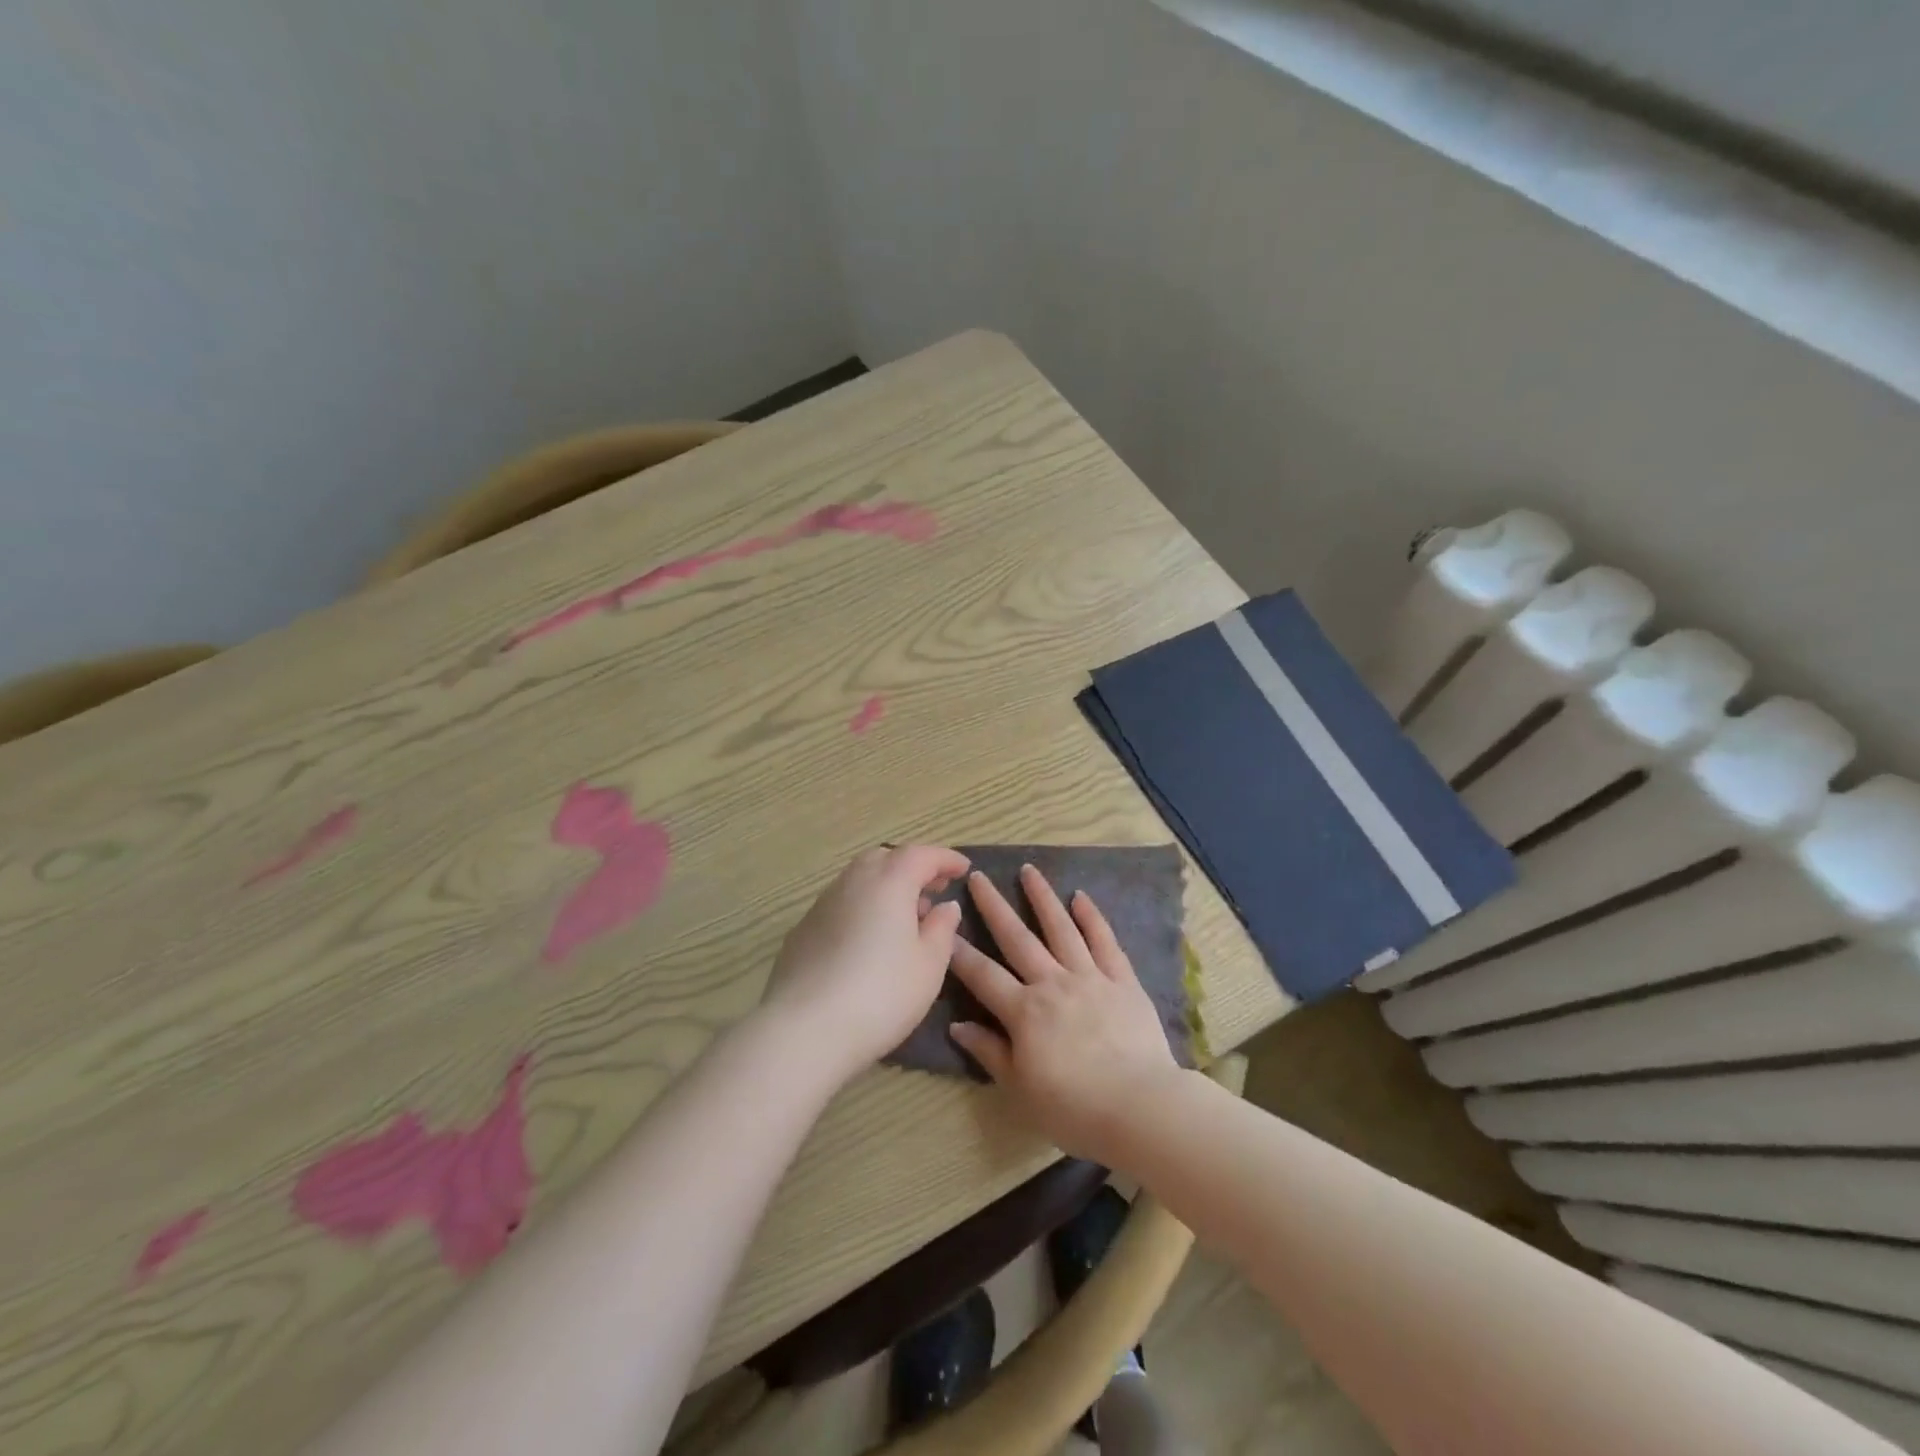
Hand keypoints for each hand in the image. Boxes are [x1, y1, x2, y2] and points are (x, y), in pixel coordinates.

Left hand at [759, 845, 969, 1085]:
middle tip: (933, 890)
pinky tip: (868, 940)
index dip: (945, 859)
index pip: (921, 855)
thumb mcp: (929, 965)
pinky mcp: (802, 930)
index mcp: (889, 882)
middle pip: (885, 858)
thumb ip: (942, 928)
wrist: (804, 1030)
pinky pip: (840, 904)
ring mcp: (822, 905)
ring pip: (858, 880)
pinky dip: (861, 908)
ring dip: (885, 887)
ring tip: (904, 917)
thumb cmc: (881, 994)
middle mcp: (852, 882)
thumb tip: (945, 906)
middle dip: (911, 867)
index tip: (963, 869)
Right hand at [947, 864, 1181, 1163]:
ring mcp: (1090, 976)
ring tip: (1028, 870)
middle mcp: (1052, 983)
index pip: (983, 975)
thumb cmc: (1074, 1107)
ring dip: (1042, 898)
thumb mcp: (1020, 1089)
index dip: (960, 952)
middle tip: (977, 876)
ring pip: (1061, 928)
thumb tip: (958, 1026)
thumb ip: (989, 1052)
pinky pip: (1105, 942)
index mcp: (1024, 1011)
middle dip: (993, 906)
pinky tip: (1080, 897)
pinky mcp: (1122, 980)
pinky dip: (1092, 917)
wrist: (1140, 1107)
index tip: (944, 927)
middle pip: (1017, 938)